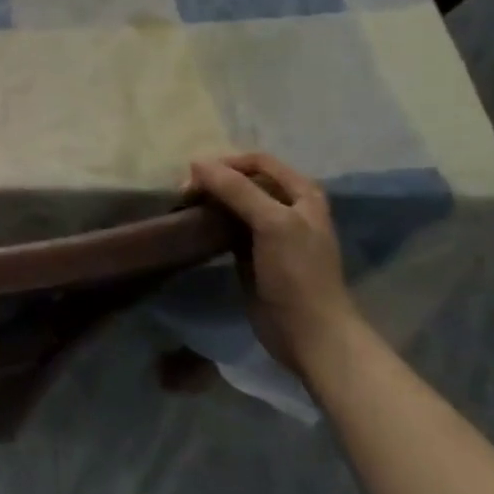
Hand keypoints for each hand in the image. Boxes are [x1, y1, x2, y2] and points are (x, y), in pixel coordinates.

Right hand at [184, 152, 355, 373]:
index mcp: (302, 193)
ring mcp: (272, 232)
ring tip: (185, 208)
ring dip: (210, 201)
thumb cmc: (297, 273)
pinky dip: (211, 223)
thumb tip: (196, 163)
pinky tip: (194, 227)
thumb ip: (236, 189)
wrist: (309, 333)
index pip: (258, 161)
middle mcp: (288, 207)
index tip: (195, 176)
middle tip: (185, 194)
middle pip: (245, 180)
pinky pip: (229, 228)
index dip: (226, 163)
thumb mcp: (273, 223)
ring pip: (234, 204)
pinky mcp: (255, 255)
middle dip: (214, 181)